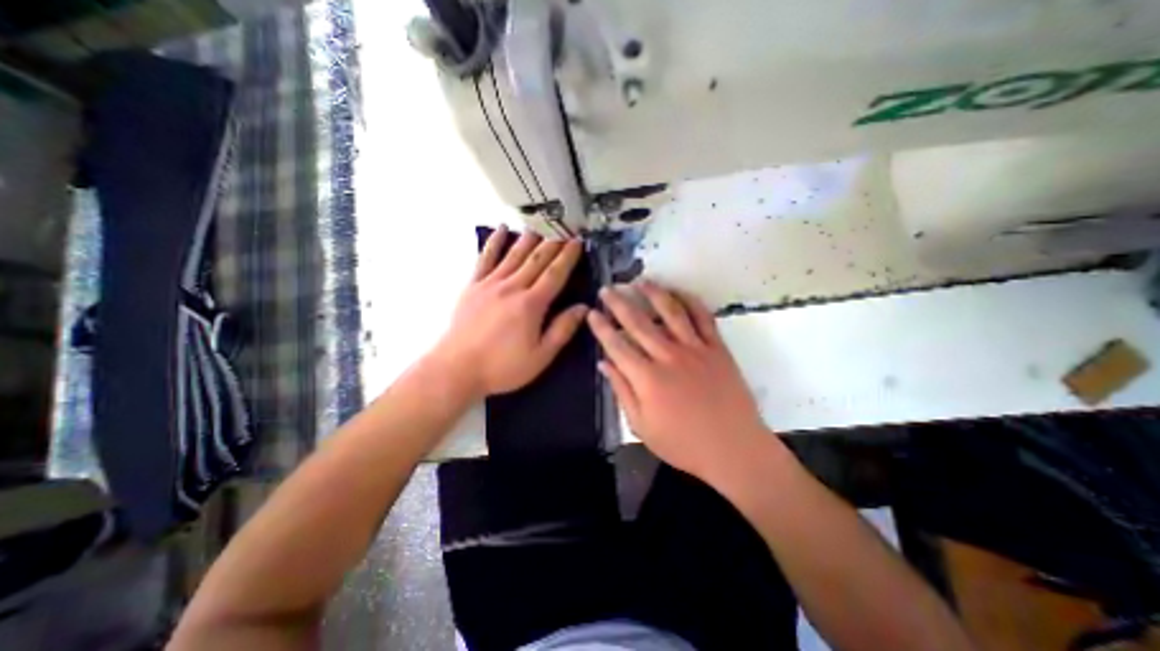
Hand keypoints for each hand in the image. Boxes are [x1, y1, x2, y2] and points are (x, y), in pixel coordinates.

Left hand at [427, 230, 589, 399]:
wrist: (457, 368)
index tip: (578, 241)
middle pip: (537, 259)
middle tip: (565, 227)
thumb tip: (583, 308)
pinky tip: (501, 229)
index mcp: (532, 304)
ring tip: (541, 222)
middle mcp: (513, 287)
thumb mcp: (540, 356)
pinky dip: (494, 242)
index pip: (555, 273)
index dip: (569, 256)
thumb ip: (562, 330)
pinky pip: (485, 258)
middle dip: (554, 241)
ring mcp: (490, 283)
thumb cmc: (503, 366)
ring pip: (514, 254)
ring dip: (530, 237)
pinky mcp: (473, 285)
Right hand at [591, 282, 766, 480]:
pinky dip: (690, 301)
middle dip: (619, 303)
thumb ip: (621, 391)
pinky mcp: (717, 347)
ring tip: (640, 281)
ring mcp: (695, 348)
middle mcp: (668, 356)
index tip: (591, 313)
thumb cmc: (683, 443)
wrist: (733, 448)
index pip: (617, 345)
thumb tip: (603, 363)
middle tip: (607, 289)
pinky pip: (702, 317)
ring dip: (653, 293)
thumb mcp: (642, 426)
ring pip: (670, 312)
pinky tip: (679, 292)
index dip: (601, 328)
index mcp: (647, 378)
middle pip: (638, 322)